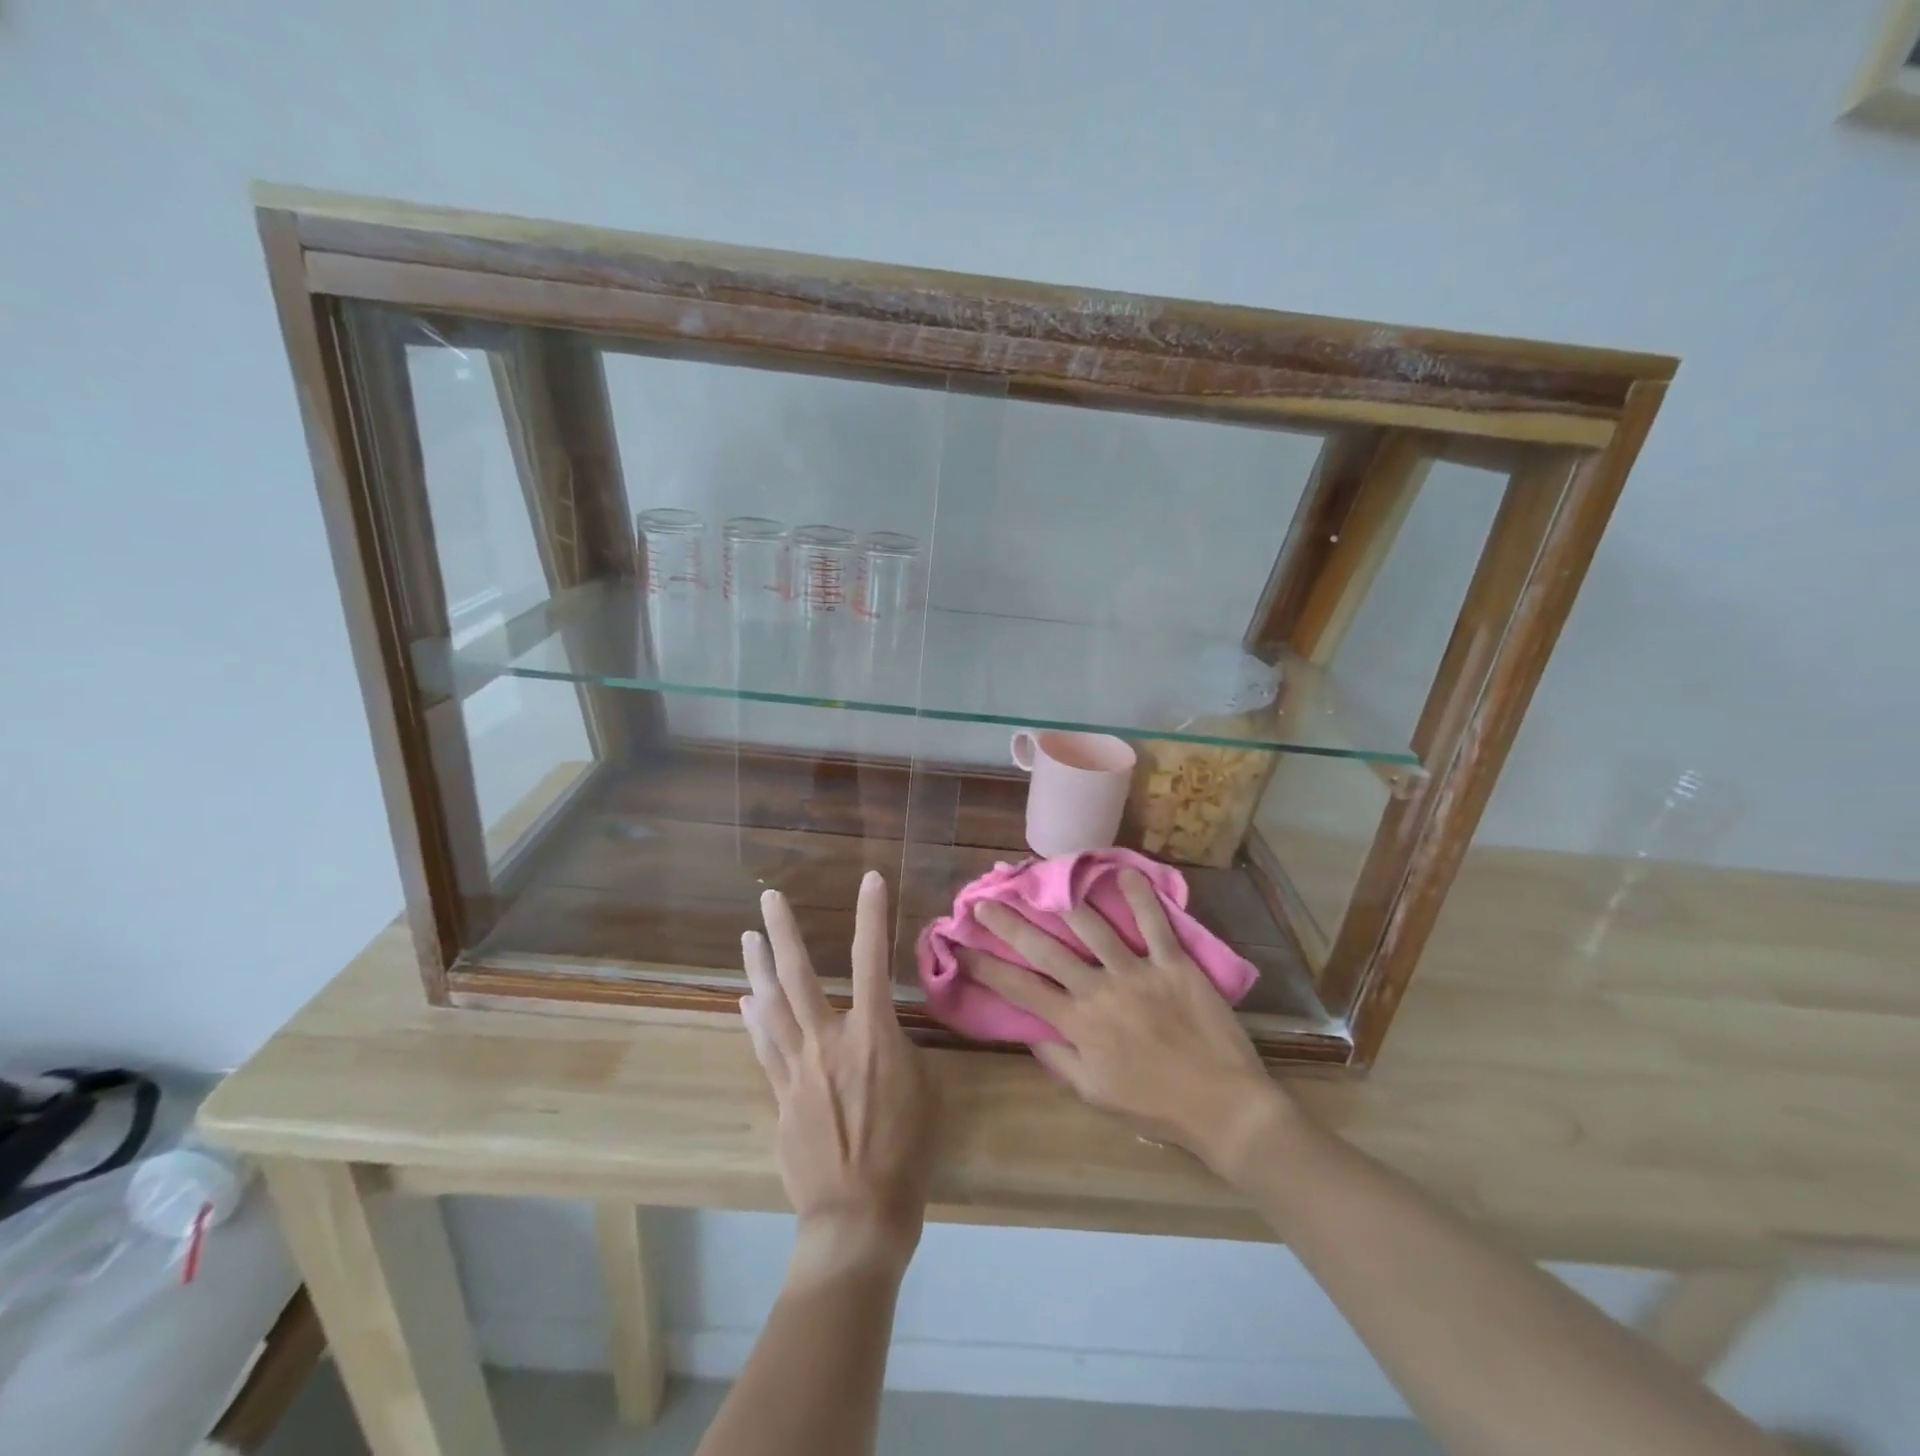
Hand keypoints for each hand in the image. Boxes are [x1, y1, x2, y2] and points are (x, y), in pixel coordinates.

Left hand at [740, 873, 939, 1279]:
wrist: (857, 1217)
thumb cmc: (906, 1153)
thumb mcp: (924, 1090)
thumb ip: (900, 1052)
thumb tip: (881, 1037)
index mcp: (873, 1035)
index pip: (872, 960)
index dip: (872, 915)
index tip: (871, 878)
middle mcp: (828, 1041)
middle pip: (798, 976)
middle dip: (783, 931)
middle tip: (769, 897)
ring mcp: (797, 1068)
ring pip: (770, 1006)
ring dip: (758, 967)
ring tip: (747, 936)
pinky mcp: (781, 1096)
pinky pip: (763, 1046)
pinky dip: (754, 1019)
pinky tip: (746, 1000)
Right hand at [966, 869, 1288, 1176]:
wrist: (1223, 1108)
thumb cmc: (1155, 1106)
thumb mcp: (1094, 1095)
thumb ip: (1058, 1060)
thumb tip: (1028, 1029)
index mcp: (1078, 1026)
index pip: (1021, 989)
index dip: (987, 966)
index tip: (962, 946)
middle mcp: (1099, 991)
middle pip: (1045, 950)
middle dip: (1009, 924)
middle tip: (985, 902)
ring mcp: (1137, 973)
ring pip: (1092, 927)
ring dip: (1063, 899)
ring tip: (1041, 877)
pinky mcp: (1173, 963)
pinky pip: (1154, 923)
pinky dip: (1139, 895)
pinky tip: (1121, 871)